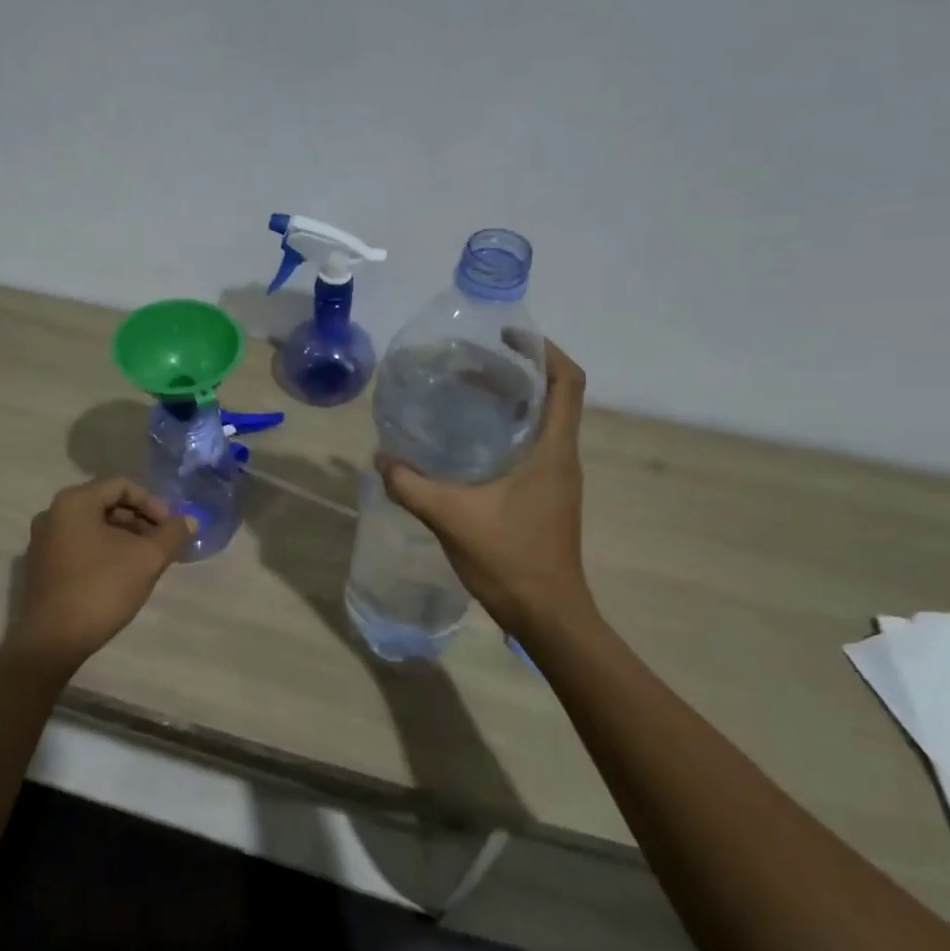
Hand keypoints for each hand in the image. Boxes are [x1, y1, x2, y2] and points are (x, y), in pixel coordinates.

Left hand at [2, 477, 194, 672]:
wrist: (53, 641)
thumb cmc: (101, 589)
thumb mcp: (146, 559)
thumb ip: (171, 534)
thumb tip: (190, 520)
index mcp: (74, 502)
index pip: (121, 486)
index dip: (152, 503)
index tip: (170, 527)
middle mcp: (53, 513)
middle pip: (106, 503)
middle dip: (139, 520)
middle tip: (162, 543)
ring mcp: (43, 540)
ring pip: (93, 526)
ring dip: (124, 536)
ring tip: (147, 559)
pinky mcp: (42, 565)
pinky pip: (80, 544)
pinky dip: (104, 550)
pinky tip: (123, 573)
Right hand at [376, 337, 598, 639]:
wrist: (547, 614)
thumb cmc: (511, 560)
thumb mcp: (452, 518)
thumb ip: (411, 485)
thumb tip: (381, 458)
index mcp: (552, 451)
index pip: (567, 382)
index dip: (544, 350)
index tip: (507, 336)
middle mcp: (560, 457)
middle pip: (550, 395)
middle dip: (513, 371)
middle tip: (467, 363)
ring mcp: (555, 478)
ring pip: (538, 421)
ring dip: (508, 401)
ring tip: (462, 392)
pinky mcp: (544, 496)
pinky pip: (527, 446)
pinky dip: (502, 431)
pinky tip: (465, 442)